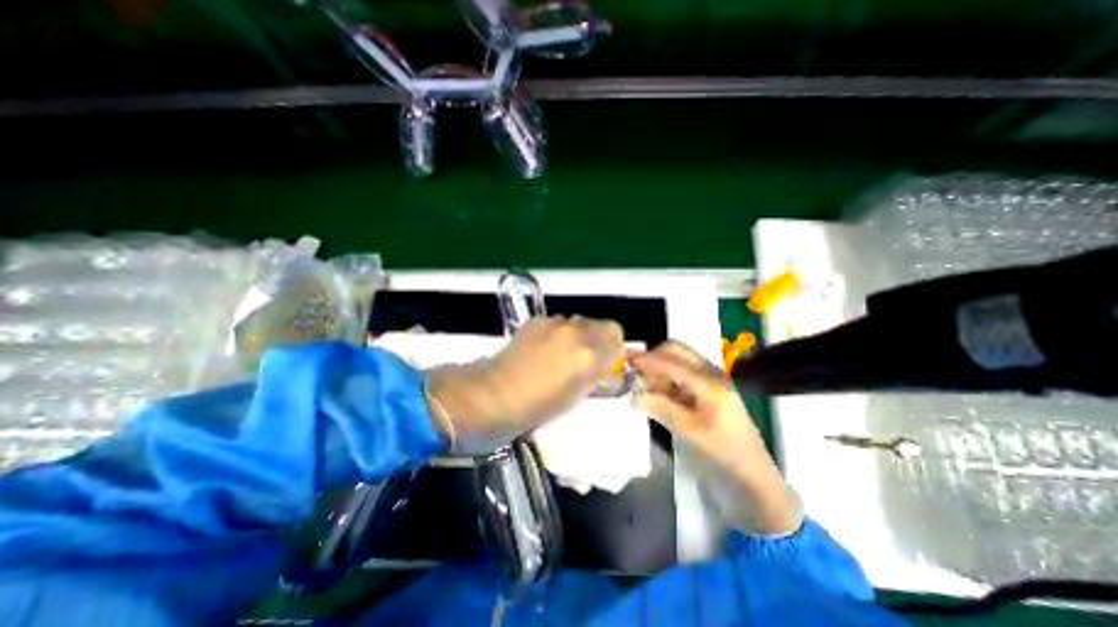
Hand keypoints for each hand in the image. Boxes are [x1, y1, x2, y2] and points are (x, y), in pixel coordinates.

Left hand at [428, 315, 624, 452]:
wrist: (494, 394)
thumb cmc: (538, 407)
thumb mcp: (577, 396)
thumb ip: (596, 373)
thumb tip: (605, 362)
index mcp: (588, 356)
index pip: (617, 335)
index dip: (613, 348)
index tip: (606, 361)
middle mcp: (575, 332)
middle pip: (602, 324)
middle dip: (599, 339)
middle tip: (585, 358)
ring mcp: (554, 324)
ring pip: (580, 322)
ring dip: (578, 335)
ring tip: (560, 354)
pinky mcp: (537, 321)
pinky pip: (559, 323)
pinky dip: (558, 333)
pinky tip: (542, 349)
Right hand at [627, 340, 803, 536]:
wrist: (752, 472)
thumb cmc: (723, 453)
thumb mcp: (689, 432)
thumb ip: (661, 409)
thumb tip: (632, 397)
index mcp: (709, 383)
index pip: (672, 361)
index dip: (647, 359)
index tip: (625, 360)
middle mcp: (711, 373)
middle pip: (677, 351)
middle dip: (653, 357)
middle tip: (634, 371)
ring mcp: (711, 378)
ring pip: (679, 359)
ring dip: (659, 366)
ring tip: (642, 384)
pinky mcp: (709, 387)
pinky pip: (682, 372)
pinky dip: (666, 376)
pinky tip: (656, 391)